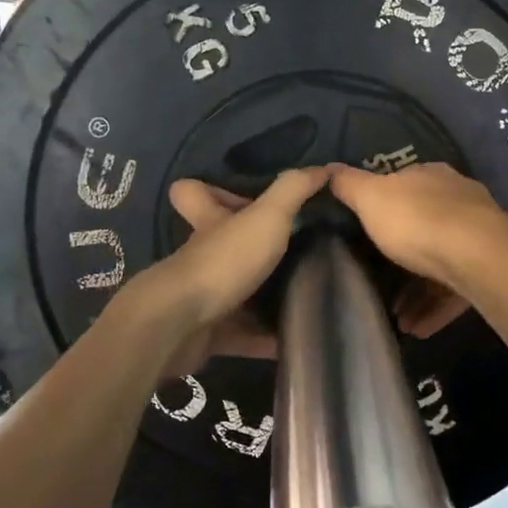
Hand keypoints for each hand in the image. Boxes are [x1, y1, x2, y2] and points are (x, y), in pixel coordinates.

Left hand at [141, 168, 329, 369]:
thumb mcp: (267, 217)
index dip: (214, 191)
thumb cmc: (224, 261)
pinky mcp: (208, 333)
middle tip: (298, 250)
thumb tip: (325, 168)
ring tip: (307, 293)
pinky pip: (244, 334)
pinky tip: (297, 338)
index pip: (194, 193)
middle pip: (223, 244)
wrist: (181, 326)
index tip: (251, 199)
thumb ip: (294, 190)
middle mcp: (203, 256)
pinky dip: (267, 339)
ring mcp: (202, 296)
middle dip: (255, 250)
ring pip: (236, 290)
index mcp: (210, 222)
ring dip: (265, 295)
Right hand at [329, 163, 507, 303]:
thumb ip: (349, 184)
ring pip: (440, 264)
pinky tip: (418, 329)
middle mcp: (457, 200)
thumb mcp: (371, 197)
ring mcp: (477, 235)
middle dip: (399, 259)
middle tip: (378, 286)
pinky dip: (436, 309)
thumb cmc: (418, 221)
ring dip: (417, 293)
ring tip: (398, 319)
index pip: (402, 188)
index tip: (363, 239)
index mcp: (430, 177)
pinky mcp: (490, 268)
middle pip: (423, 228)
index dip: (381, 212)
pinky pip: (456, 290)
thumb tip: (329, 169)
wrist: (479, 257)